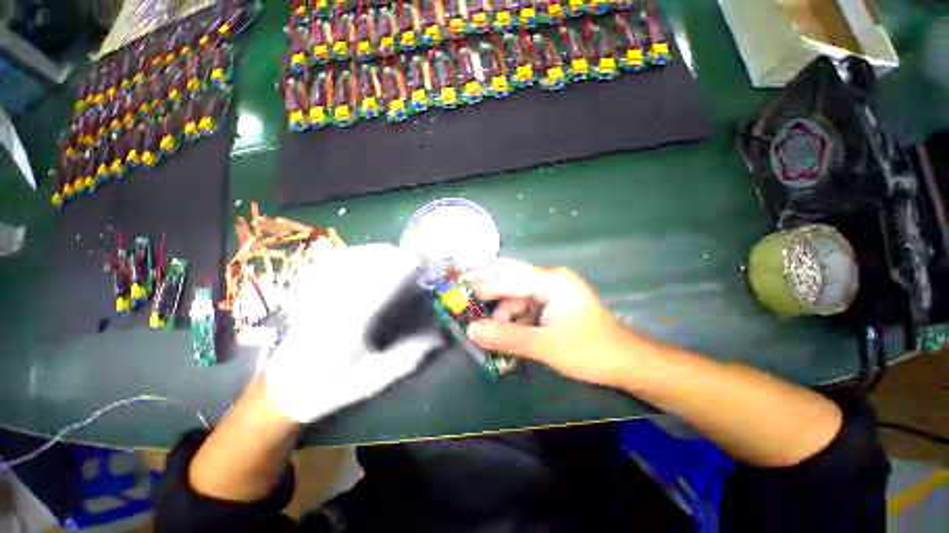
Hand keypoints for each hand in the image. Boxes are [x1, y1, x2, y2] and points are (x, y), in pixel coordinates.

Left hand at [265, 244, 441, 422]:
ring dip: (380, 252)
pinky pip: (334, 258)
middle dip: (397, 255)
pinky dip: (357, 253)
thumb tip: (441, 335)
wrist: (283, 389)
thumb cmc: (331, 386)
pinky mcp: (309, 288)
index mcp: (351, 319)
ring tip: (397, 259)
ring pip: (353, 254)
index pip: (385, 277)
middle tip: (415, 264)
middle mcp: (334, 296)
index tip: (426, 262)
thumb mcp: (375, 378)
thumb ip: (410, 355)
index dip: (408, 264)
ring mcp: (318, 289)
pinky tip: (367, 257)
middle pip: (369, 258)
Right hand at [464, 260, 650, 387]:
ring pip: (516, 296)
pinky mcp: (551, 306)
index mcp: (553, 281)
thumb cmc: (590, 352)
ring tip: (487, 333)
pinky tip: (504, 335)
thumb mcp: (546, 347)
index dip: (484, 285)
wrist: (625, 363)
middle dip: (488, 286)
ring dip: (501, 313)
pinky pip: (524, 307)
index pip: (511, 279)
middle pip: (512, 278)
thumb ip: (508, 338)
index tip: (458, 289)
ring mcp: (551, 293)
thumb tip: (472, 330)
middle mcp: (551, 280)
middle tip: (463, 289)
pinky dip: (513, 320)